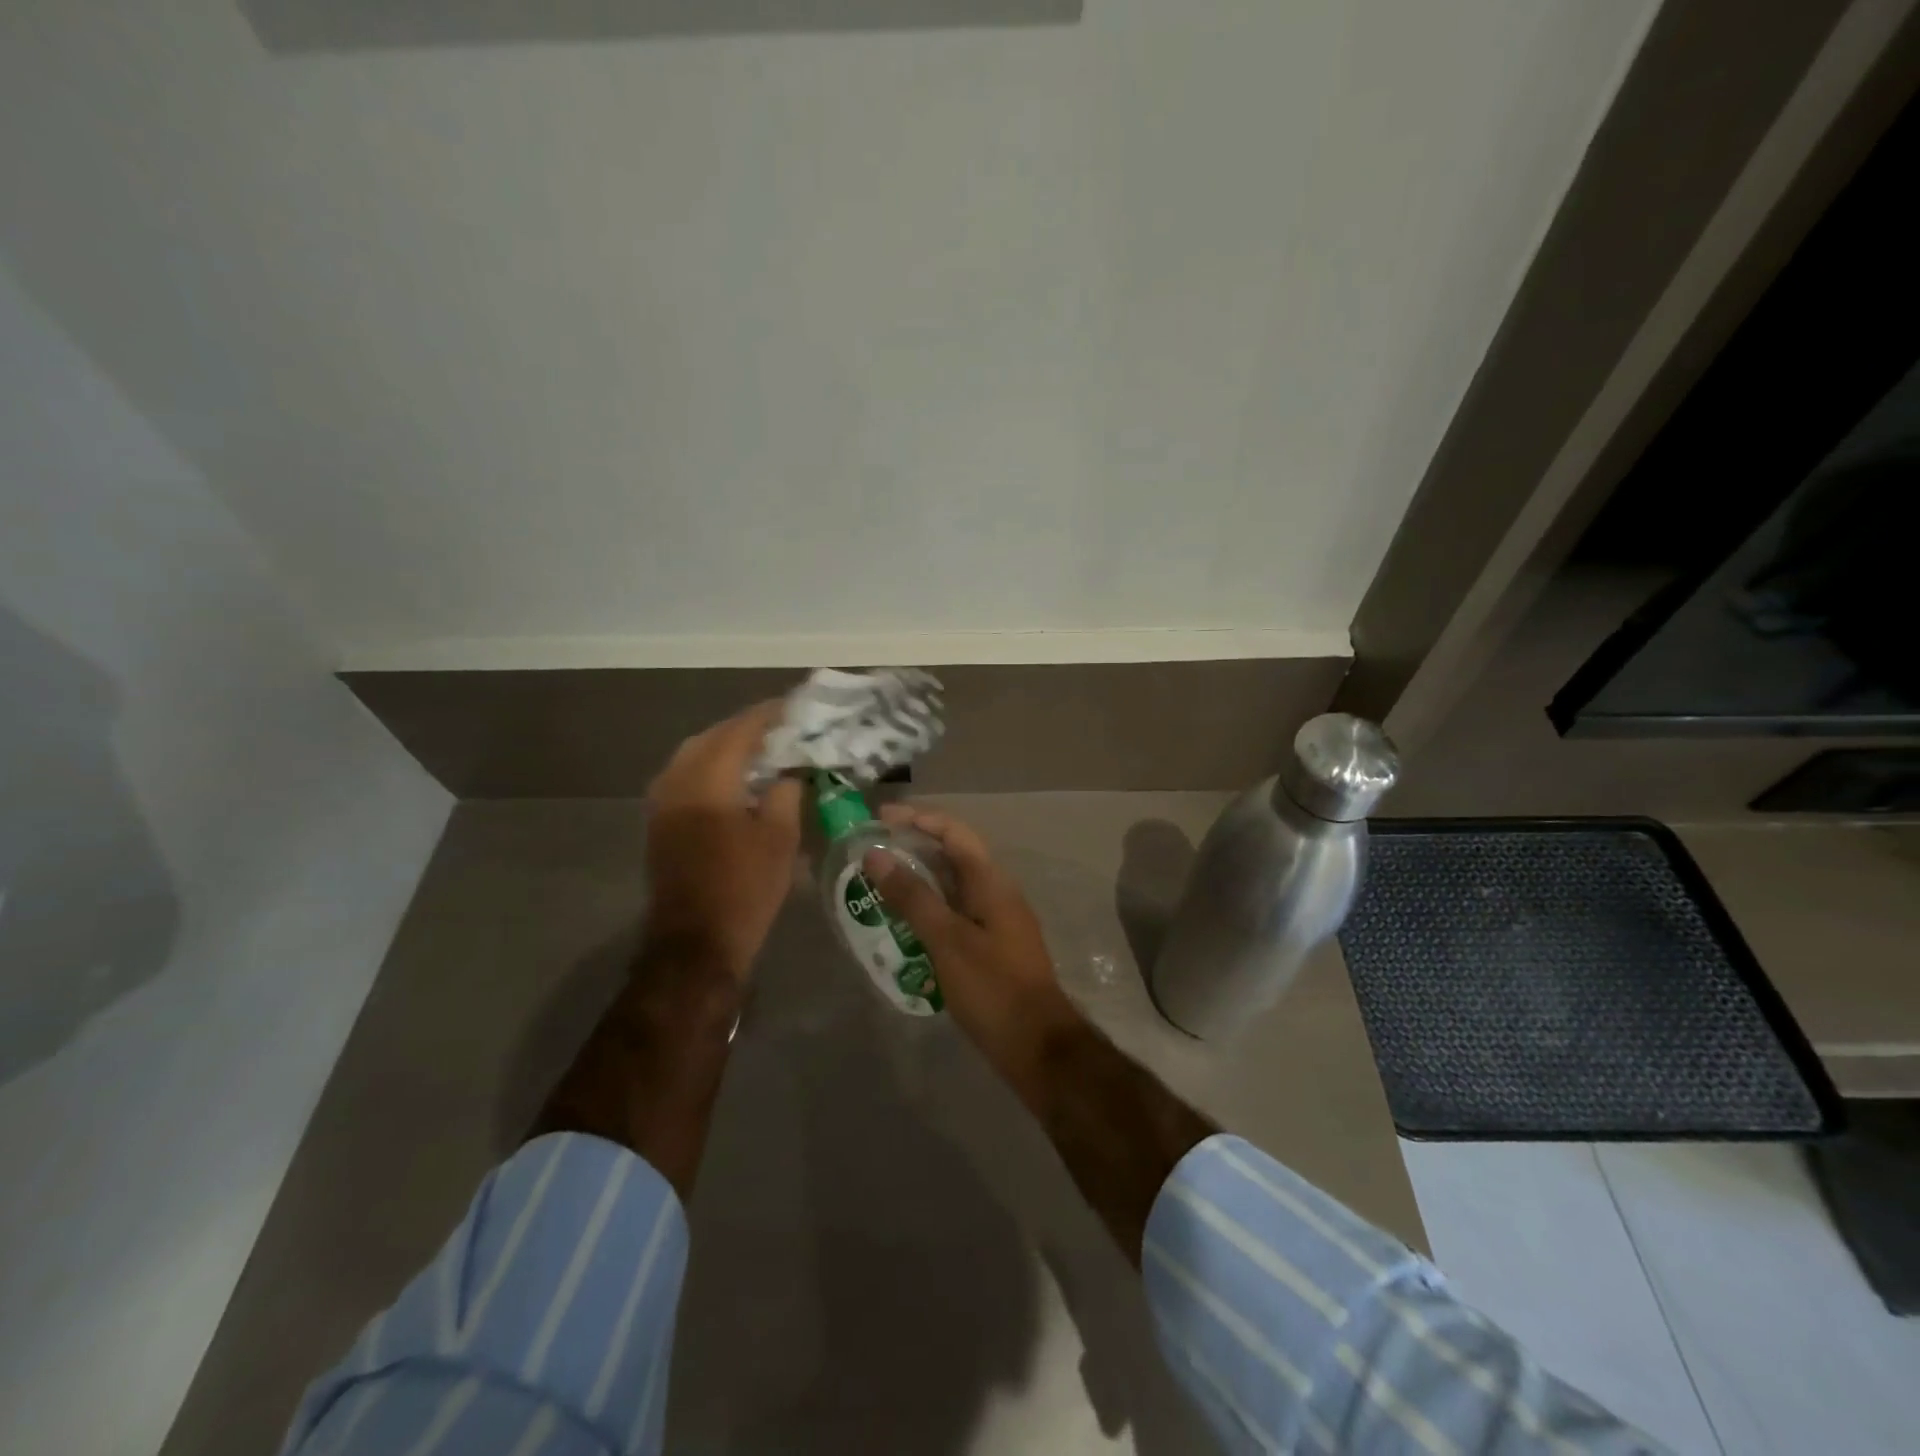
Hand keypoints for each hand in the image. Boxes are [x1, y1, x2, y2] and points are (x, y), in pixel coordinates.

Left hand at [644, 701, 802, 977]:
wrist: (696, 942)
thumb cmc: (745, 888)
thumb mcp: (780, 838)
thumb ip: (786, 794)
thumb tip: (789, 773)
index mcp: (708, 781)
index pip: (739, 732)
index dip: (767, 716)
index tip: (792, 706)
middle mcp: (677, 782)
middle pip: (710, 738)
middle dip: (744, 728)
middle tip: (778, 728)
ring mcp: (662, 803)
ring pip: (692, 755)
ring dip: (724, 747)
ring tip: (758, 751)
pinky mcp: (659, 822)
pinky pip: (683, 776)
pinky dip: (709, 767)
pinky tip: (732, 780)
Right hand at [863, 805, 1083, 1086]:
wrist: (1037, 1046)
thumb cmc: (992, 988)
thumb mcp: (947, 940)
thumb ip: (912, 896)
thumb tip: (876, 855)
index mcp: (991, 881)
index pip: (953, 832)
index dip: (917, 818)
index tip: (878, 819)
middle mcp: (996, 892)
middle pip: (953, 855)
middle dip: (913, 848)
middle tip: (871, 853)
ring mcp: (996, 920)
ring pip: (952, 886)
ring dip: (918, 881)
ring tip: (878, 886)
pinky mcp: (991, 945)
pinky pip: (954, 913)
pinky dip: (928, 910)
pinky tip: (902, 926)